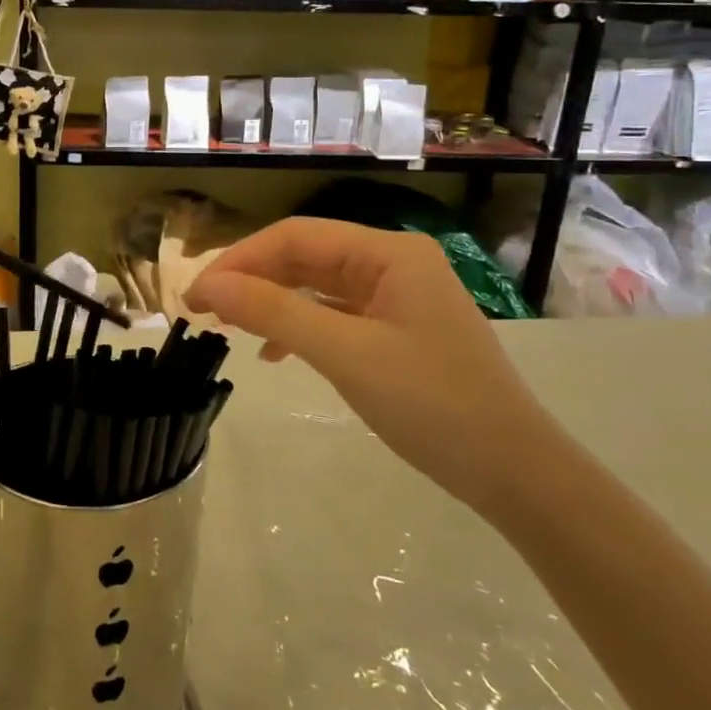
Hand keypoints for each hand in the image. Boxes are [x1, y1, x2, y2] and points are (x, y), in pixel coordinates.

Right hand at [184, 218, 555, 512]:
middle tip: (203, 310)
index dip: (239, 259)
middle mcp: (393, 262)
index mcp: (389, 252)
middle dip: (252, 279)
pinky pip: (335, 313)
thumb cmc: (432, 404)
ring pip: (317, 285)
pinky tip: (276, 352)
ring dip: (272, 301)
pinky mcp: (398, 329)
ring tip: (229, 326)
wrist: (514, 473)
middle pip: (305, 257)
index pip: (296, 236)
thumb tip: (206, 285)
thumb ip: (273, 312)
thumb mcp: (344, 353)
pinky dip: (300, 326)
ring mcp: (398, 296)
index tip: (196, 294)